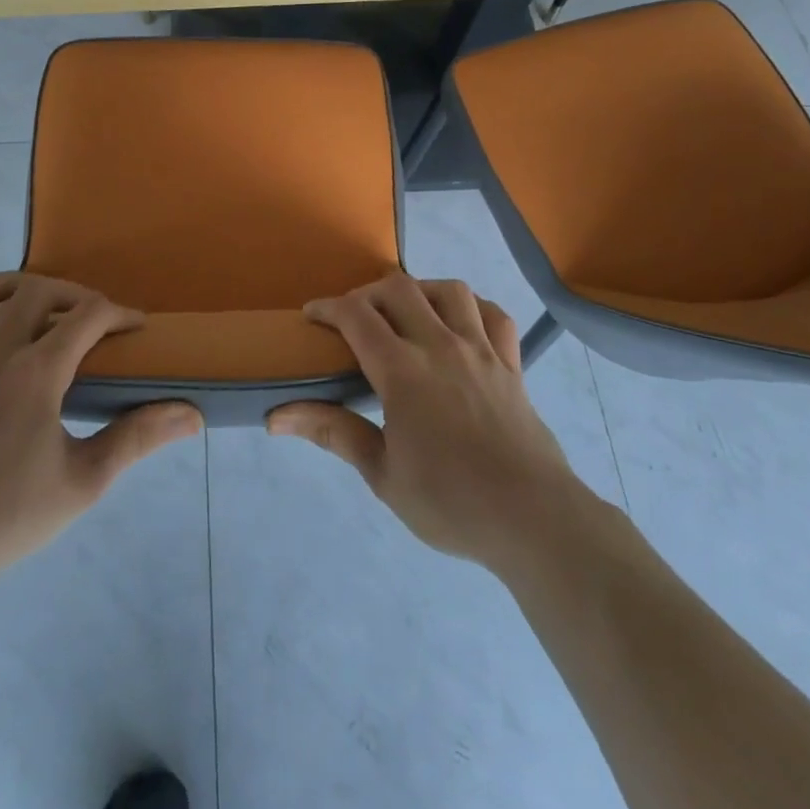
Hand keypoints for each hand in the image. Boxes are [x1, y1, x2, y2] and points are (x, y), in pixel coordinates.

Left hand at [0, 273, 202, 586]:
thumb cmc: (10, 517)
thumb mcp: (86, 480)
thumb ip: (138, 437)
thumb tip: (193, 415)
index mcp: (36, 372)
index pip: (88, 315)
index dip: (119, 313)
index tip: (135, 327)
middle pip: (35, 290)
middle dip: (71, 294)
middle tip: (89, 318)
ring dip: (9, 286)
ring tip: (29, 305)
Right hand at [269, 274, 589, 571]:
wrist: (532, 519)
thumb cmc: (450, 501)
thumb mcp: (382, 474)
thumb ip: (333, 432)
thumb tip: (276, 417)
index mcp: (403, 371)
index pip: (357, 316)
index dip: (328, 307)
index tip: (312, 315)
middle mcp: (441, 346)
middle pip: (399, 289)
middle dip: (368, 293)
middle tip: (355, 318)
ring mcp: (481, 350)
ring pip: (449, 291)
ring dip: (420, 290)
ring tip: (407, 313)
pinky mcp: (512, 363)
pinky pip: (494, 315)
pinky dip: (473, 308)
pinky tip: (461, 325)